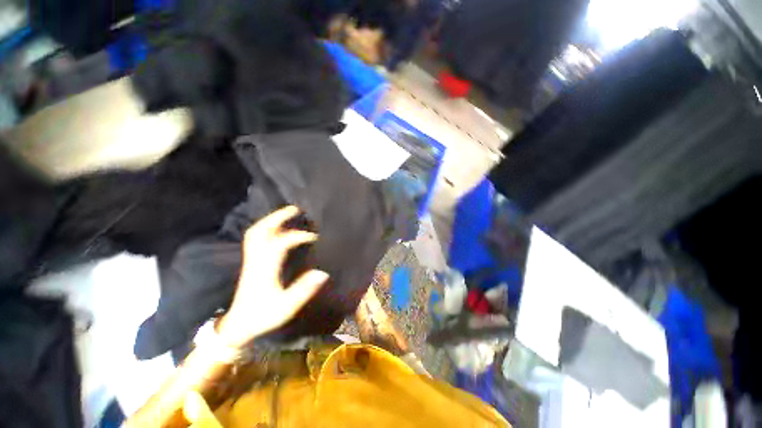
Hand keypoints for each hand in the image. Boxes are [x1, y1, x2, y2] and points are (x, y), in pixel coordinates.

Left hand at [217, 205, 328, 347]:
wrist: (238, 326)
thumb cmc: (262, 316)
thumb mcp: (286, 307)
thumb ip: (304, 289)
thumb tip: (323, 272)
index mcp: (265, 268)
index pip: (280, 243)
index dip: (298, 236)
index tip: (315, 236)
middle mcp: (256, 260)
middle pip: (260, 231)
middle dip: (277, 217)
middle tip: (295, 208)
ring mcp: (251, 260)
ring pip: (255, 233)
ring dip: (271, 220)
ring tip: (287, 214)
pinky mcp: (251, 262)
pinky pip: (256, 238)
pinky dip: (267, 228)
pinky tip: (278, 228)